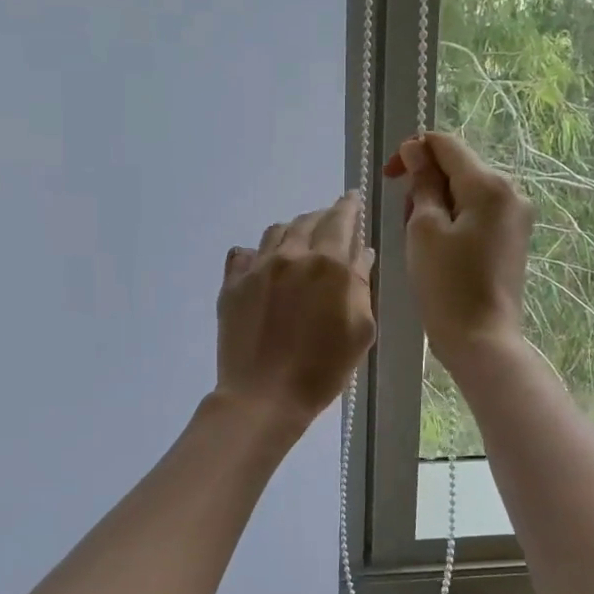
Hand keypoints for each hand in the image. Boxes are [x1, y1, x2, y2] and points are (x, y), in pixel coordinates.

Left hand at [215, 193, 376, 427]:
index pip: (340, 220)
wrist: (264, 395)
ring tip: (299, 242)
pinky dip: (259, 253)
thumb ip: (361, 285)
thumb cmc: (323, 369)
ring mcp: (257, 268)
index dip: (348, 206)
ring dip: (292, 231)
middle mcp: (291, 255)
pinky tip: (263, 264)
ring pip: (275, 232)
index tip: (352, 198)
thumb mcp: (360, 329)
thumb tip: (361, 253)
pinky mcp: (231, 285)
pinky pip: (244, 254)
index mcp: (328, 264)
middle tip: (330, 223)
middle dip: (322, 217)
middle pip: (307, 221)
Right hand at [383, 131, 533, 375]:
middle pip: (458, 166)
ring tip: (419, 239)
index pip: (446, 144)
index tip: (389, 177)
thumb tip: (416, 149)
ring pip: (467, 191)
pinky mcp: (513, 239)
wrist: (481, 340)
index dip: (413, 152)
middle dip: (425, 182)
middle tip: (404, 219)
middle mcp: (511, 192)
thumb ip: (421, 184)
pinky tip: (439, 249)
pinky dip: (454, 220)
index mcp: (489, 185)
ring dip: (437, 203)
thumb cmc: (446, 285)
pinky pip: (478, 213)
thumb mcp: (424, 229)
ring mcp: (516, 217)